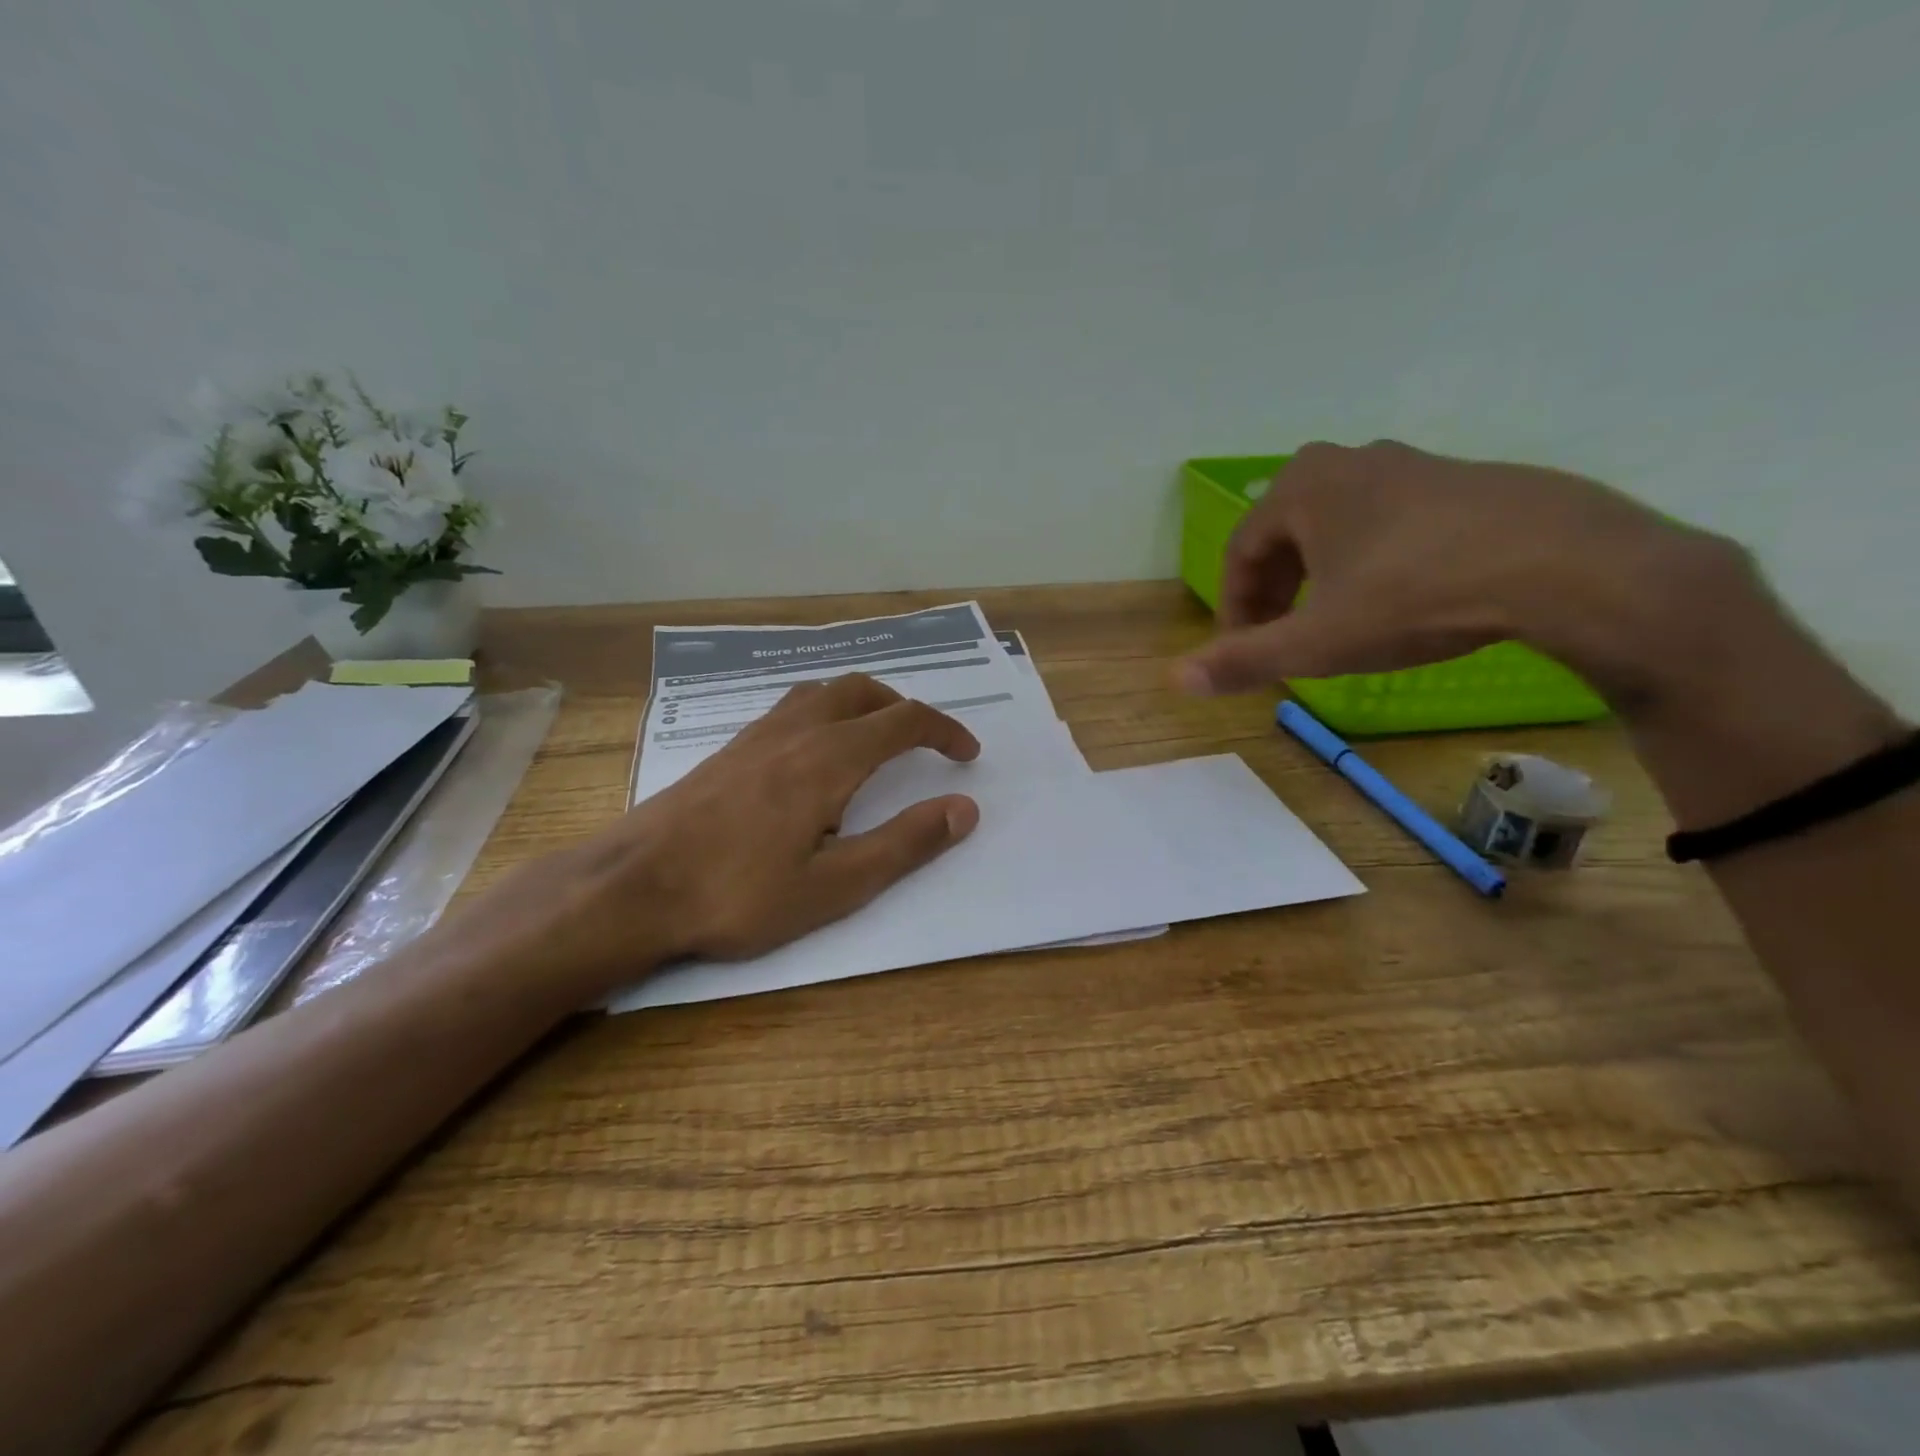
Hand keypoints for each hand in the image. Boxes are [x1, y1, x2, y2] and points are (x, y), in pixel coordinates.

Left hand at [478, 674, 980, 996]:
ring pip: (823, 692)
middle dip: (904, 709)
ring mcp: (757, 735)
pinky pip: (790, 708)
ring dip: (862, 705)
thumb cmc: (738, 894)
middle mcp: (796, 731)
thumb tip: (965, 809)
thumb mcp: (835, 885)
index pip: (904, 721)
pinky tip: (812, 755)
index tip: (968, 755)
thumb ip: (904, 844)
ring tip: (875, 740)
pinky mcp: (729, 750)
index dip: (944, 731)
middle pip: (863, 691)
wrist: (632, 887)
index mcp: (829, 758)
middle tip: (925, 743)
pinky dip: (823, 712)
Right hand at [1176, 439, 1732, 702]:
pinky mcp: (1467, 482)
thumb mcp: (1318, 641)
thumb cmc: (1416, 597)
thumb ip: (1244, 659)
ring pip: (1341, 528)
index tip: (1244, 649)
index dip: (1235, 606)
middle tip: (1283, 638)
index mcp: (1303, 487)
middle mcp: (1352, 462)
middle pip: (1287, 535)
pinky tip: (1403, 601)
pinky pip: (1394, 525)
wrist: (1566, 566)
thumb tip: (1174, 679)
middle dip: (1276, 591)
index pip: (1241, 550)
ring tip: (1338, 624)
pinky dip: (1376, 563)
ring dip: (1323, 577)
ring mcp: (1414, 465)